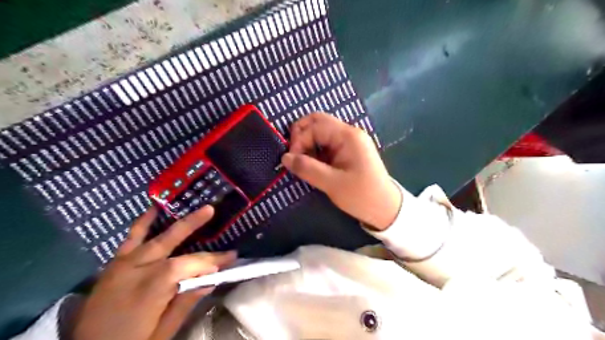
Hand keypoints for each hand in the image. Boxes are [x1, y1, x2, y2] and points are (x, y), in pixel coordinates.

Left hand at [73, 204, 235, 339]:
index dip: (212, 260)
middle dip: (193, 223)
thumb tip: (211, 279)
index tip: (231, 257)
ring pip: (151, 235)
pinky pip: (130, 238)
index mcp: (152, 287)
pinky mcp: (115, 264)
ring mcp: (123, 264)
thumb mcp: (163, 332)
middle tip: (211, 209)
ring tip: (184, 203)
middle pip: (170, 239)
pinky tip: (153, 210)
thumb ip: (186, 302)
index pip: (189, 264)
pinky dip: (142, 223)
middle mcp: (136, 268)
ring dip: (172, 219)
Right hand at [283, 113, 400, 229]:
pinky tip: (312, 165)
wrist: (385, 209)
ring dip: (308, 144)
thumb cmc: (361, 196)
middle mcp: (349, 133)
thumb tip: (284, 157)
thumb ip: (307, 168)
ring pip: (321, 132)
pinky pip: (327, 144)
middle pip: (318, 122)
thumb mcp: (332, 183)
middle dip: (301, 135)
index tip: (292, 160)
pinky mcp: (348, 151)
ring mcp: (350, 141)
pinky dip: (315, 151)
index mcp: (348, 136)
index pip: (315, 126)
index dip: (299, 139)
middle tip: (293, 155)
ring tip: (302, 163)